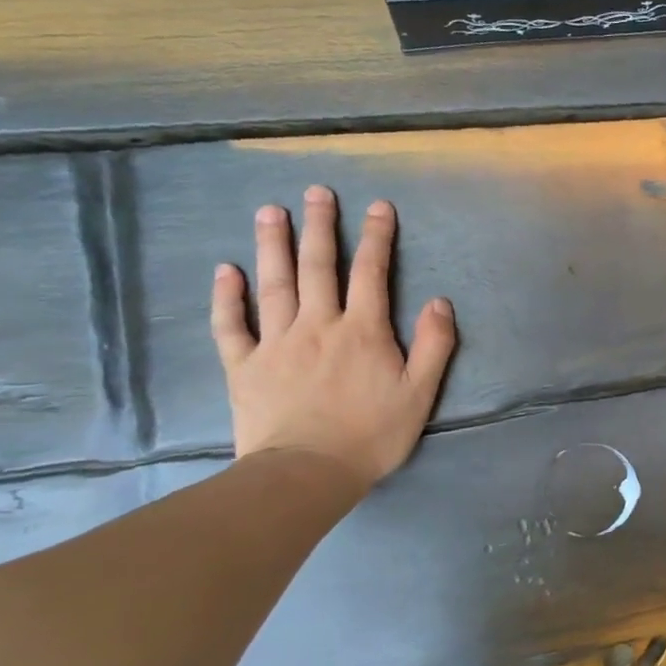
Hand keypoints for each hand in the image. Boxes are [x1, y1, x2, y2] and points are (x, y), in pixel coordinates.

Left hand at [210, 186, 456, 492]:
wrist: (307, 473)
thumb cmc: (372, 434)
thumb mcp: (420, 392)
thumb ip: (434, 345)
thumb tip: (440, 301)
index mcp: (363, 330)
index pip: (371, 273)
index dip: (376, 237)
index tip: (377, 205)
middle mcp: (318, 325)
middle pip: (318, 267)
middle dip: (320, 227)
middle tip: (315, 192)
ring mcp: (277, 343)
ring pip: (274, 285)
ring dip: (273, 246)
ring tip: (270, 212)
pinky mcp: (245, 366)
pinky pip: (232, 325)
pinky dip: (227, 297)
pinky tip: (225, 271)